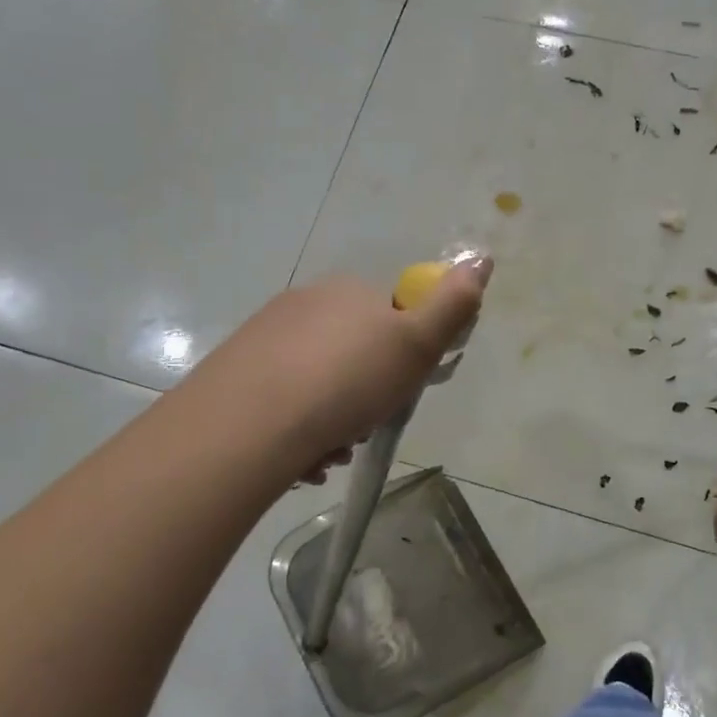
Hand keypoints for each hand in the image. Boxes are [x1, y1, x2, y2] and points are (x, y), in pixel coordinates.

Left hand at [190, 260, 490, 480]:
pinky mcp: (236, 371)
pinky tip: (301, 457)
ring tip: (330, 453)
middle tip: (364, 428)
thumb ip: (453, 304)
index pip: (391, 319)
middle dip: (366, 395)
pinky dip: (300, 429)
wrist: (249, 423)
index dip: (403, 358)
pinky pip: (284, 401)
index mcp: (348, 291)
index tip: (398, 391)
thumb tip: (481, 259)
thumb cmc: (347, 381)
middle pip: (354, 354)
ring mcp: (265, 337)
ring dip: (334, 421)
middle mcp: (304, 304)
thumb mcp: (417, 344)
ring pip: (319, 383)